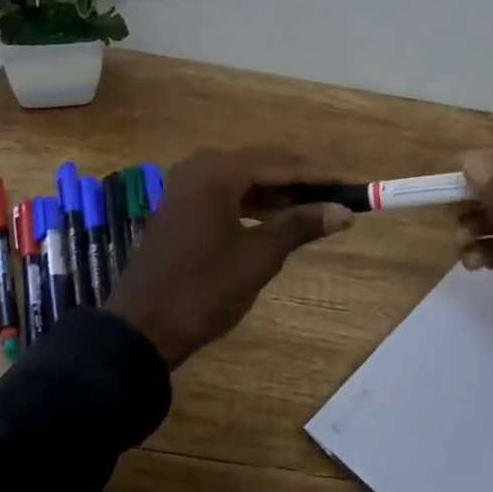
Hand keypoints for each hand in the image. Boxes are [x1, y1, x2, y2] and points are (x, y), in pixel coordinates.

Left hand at [105, 146, 354, 367]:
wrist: (142, 328)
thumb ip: (300, 226)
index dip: (317, 175)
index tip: (350, 186)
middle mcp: (199, 168)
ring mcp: (185, 187)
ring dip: (276, 194)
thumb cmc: (204, 289)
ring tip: (312, 211)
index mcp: (217, 172)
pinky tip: (275, 220)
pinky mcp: (180, 207)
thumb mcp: (258, 257)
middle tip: (335, 199)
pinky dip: (252, 204)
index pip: (279, 163)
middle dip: (298, 182)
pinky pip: (225, 194)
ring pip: (242, 180)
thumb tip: (343, 212)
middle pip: (260, 165)